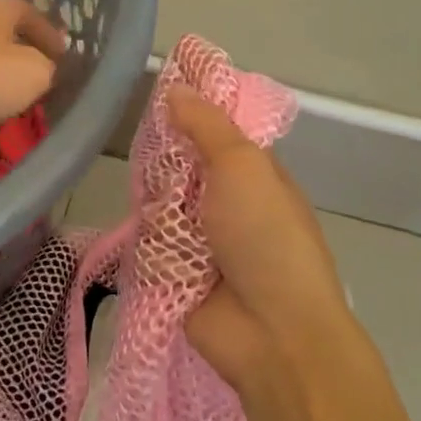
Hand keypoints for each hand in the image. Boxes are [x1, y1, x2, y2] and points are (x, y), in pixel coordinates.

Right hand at [167, 86, 354, 392]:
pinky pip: (148, 242)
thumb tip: (176, 88)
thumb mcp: (243, 166)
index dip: (186, 110)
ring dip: (159, 210)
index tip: (157, 90)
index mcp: (250, 172)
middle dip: (164, 164)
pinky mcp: (174, 272)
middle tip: (156, 163)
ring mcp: (199, 239)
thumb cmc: (266, 236)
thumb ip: (207, 125)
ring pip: (157, 203)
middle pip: (176, 166)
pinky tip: (160, 249)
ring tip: (171, 222)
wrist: (272, 332)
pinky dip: (152, 244)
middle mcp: (223, 201)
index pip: (210, 129)